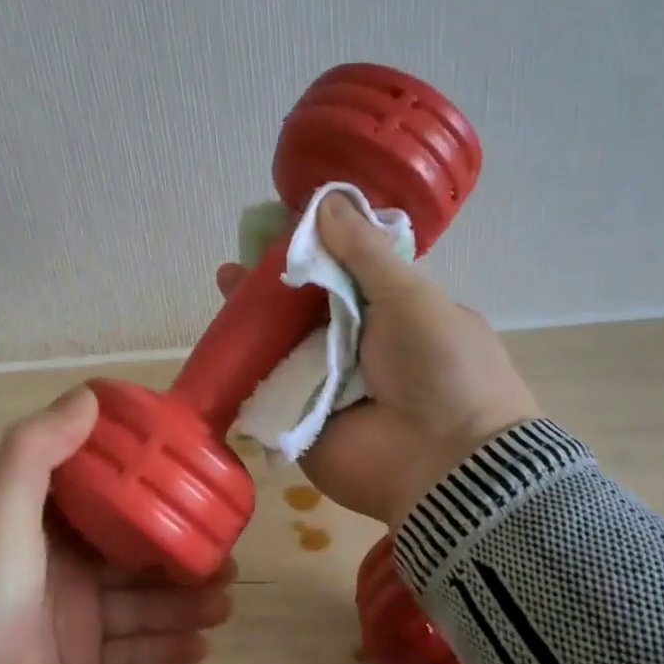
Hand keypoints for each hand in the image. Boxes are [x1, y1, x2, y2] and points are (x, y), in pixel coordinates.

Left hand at [0, 387, 233, 663]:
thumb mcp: (0, 514)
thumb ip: (37, 451)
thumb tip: (88, 394)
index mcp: (46, 526)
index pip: (109, 497)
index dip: (151, 488)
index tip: (196, 481)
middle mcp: (64, 568)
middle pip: (136, 555)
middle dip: (182, 553)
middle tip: (227, 555)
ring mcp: (75, 622)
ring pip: (143, 605)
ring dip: (186, 602)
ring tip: (227, 600)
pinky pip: (135, 656)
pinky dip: (168, 650)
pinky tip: (203, 645)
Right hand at [217, 193, 540, 526]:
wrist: (444, 463)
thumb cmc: (439, 367)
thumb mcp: (410, 295)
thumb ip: (364, 251)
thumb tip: (328, 200)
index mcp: (393, 315)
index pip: (343, 276)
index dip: (311, 253)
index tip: (277, 232)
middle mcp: (359, 348)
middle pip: (305, 309)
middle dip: (272, 286)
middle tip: (238, 265)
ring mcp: (328, 386)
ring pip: (283, 345)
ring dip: (254, 320)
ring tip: (224, 286)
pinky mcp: (302, 421)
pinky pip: (268, 388)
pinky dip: (245, 367)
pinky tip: (220, 342)